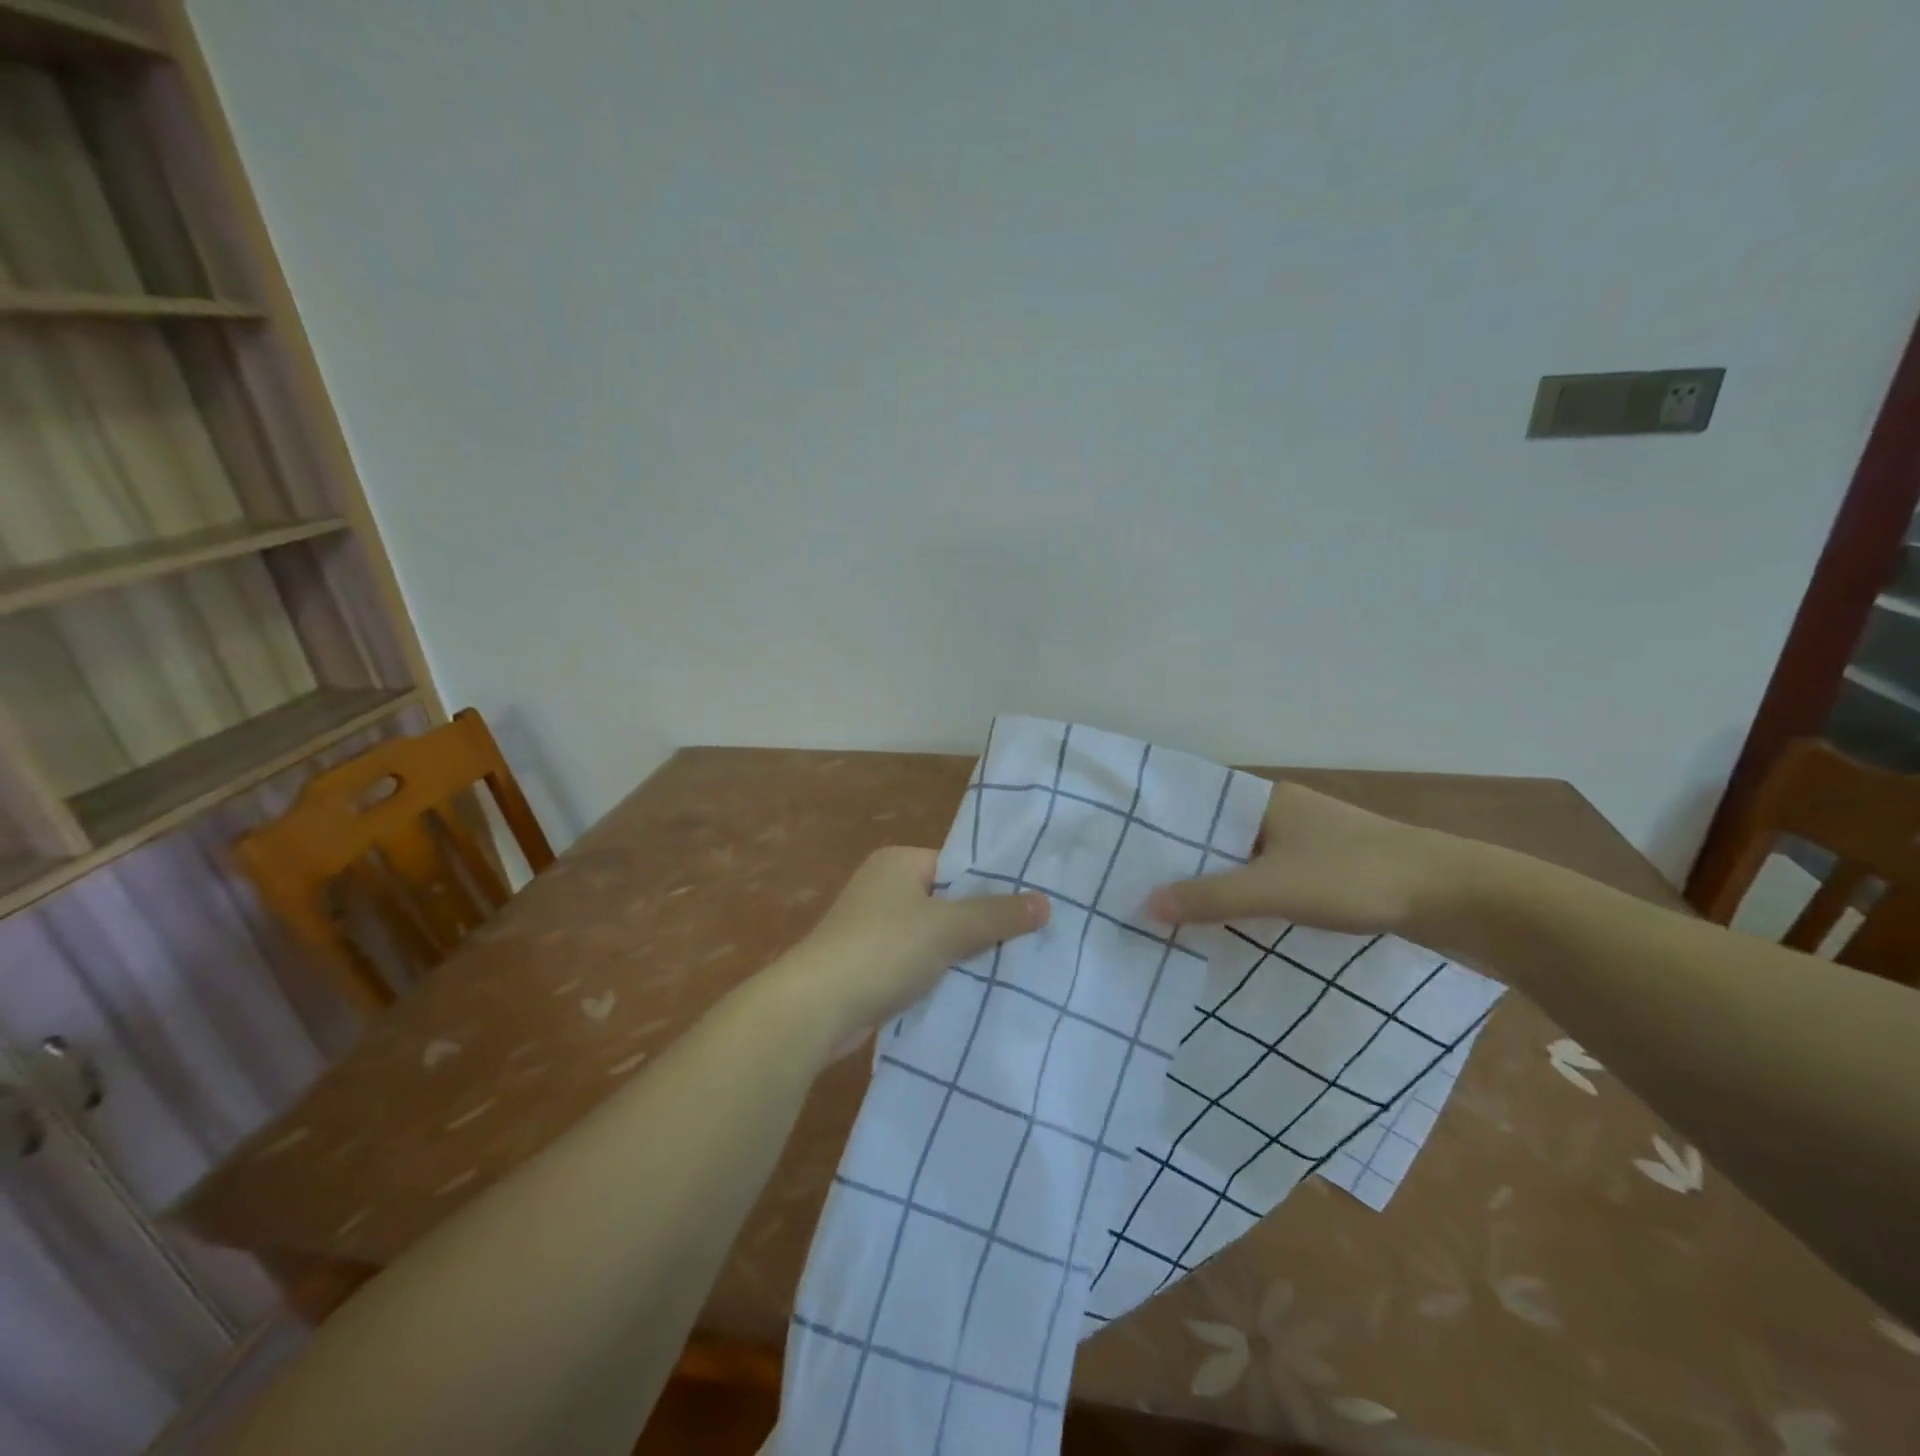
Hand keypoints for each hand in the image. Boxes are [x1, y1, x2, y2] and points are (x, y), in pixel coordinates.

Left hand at [780, 847, 1049, 1042]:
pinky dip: (936, 975)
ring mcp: (871, 928)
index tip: (1028, 910)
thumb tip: (1046, 902)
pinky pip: (915, 962)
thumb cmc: (883, 950)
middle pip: (946, 901)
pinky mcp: (867, 965)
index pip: (956, 866)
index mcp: (897, 863)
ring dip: (959, 954)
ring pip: (931, 936)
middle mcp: (882, 887)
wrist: (815, 1008)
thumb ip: (997, 915)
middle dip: (979, 924)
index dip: (991, 887)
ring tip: (1007, 970)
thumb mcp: (948, 928)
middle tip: (1026, 942)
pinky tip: (967, 992)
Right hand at [1147, 782, 1454, 934]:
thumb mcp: (1273, 889)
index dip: (1160, 827)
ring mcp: (1304, 839)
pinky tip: (1225, 918)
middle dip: (1182, 860)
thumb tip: (1144, 905)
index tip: (1122, 851)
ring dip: (1213, 880)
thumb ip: (1210, 898)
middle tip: (1135, 886)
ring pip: (1242, 858)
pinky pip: (1268, 876)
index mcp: (1263, 799)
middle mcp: (1279, 811)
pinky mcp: (1325, 868)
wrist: (1453, 896)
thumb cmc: (1354, 877)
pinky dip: (1245, 894)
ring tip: (1167, 906)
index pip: (1195, 805)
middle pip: (1215, 834)